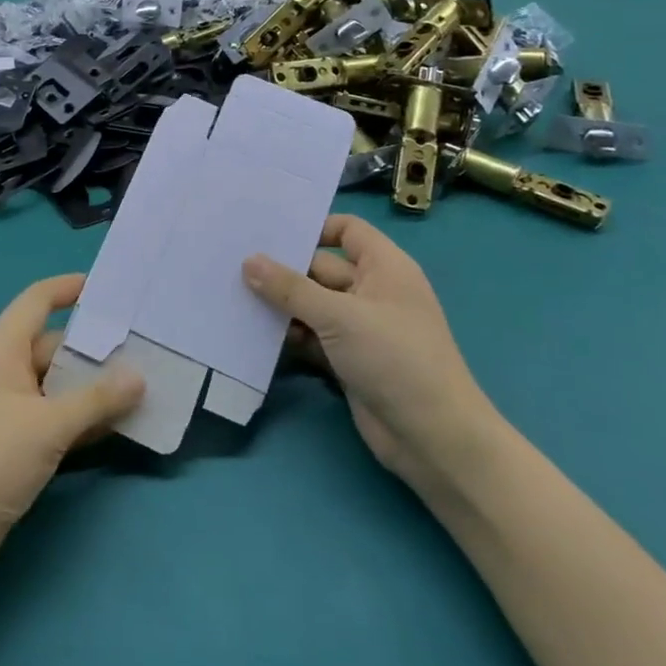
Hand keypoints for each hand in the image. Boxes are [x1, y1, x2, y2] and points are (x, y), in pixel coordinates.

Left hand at [0, 275, 144, 581]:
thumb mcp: (49, 425)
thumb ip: (97, 398)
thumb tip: (140, 375)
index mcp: (1, 348)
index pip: (36, 301)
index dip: (68, 288)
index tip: (109, 288)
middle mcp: (1, 369)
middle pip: (53, 345)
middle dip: (96, 349)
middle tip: (146, 349)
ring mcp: (5, 407)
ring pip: (56, 384)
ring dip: (93, 388)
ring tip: (143, 386)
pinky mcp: (10, 441)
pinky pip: (52, 416)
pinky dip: (80, 417)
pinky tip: (116, 425)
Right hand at [244, 215, 495, 485]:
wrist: (432, 437)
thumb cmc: (394, 359)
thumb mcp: (339, 316)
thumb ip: (290, 288)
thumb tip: (249, 261)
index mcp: (384, 267)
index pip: (347, 230)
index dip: (313, 228)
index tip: (270, 235)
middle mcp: (372, 291)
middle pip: (320, 268)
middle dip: (283, 271)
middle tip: (233, 267)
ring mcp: (360, 327)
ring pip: (312, 305)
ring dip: (282, 306)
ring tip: (236, 301)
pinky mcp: (348, 359)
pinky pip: (312, 336)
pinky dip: (290, 336)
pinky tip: (257, 336)